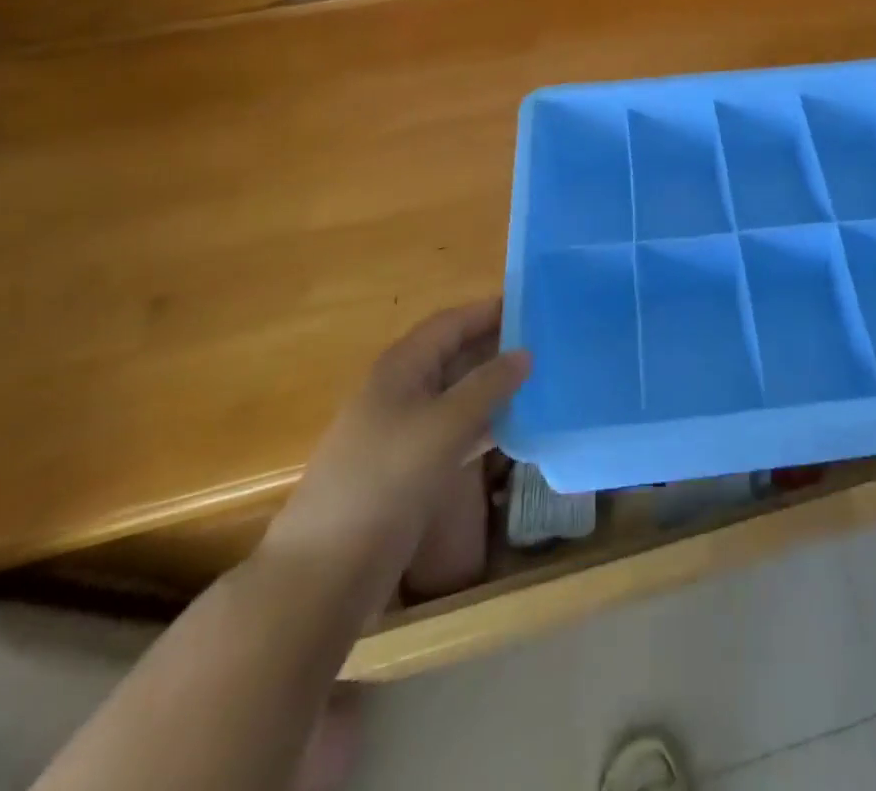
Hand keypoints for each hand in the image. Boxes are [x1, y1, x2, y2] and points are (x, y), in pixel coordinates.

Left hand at [260, 300, 528, 607]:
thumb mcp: (443, 425)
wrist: (325, 571)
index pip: (451, 322)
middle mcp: (402, 390)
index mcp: (402, 367)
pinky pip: (456, 431)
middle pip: (455, 355)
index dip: (489, 311)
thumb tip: (525, 353)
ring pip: (458, 395)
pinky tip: (520, 427)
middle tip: (549, 344)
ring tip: (544, 380)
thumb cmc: (384, 480)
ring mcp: (405, 431)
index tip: (535, 305)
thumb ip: (488, 385)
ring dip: (496, 388)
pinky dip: (485, 424)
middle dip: (498, 348)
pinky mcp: (411, 467)